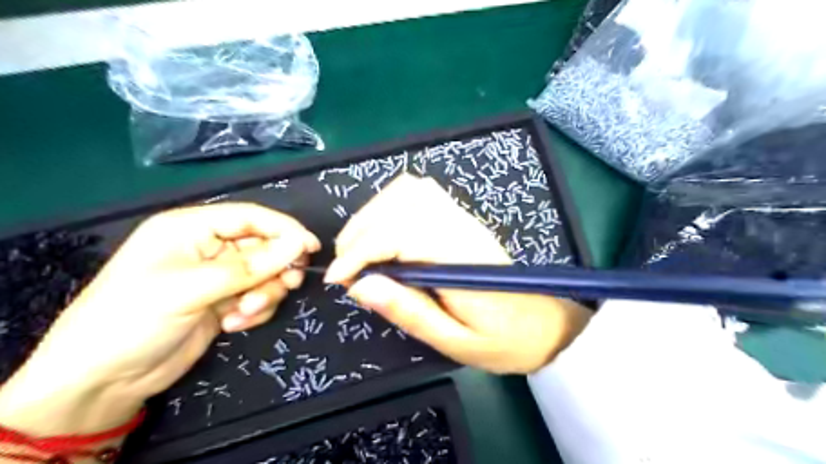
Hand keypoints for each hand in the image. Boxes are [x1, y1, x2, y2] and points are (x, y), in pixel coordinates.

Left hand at [0, 203, 318, 434]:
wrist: (103, 381)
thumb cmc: (134, 319)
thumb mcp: (193, 288)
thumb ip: (251, 266)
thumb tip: (299, 244)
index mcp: (191, 228)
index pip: (251, 217)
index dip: (284, 229)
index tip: (312, 247)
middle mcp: (208, 247)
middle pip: (264, 246)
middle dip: (275, 269)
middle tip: (287, 285)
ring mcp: (218, 276)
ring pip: (266, 273)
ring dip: (265, 293)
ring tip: (245, 313)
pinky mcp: (225, 300)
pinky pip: (259, 296)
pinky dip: (255, 310)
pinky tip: (233, 325)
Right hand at [327, 175, 589, 374]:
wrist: (543, 324)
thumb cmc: (502, 340)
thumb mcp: (454, 341)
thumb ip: (409, 311)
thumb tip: (359, 286)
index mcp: (461, 260)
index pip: (400, 234)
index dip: (361, 252)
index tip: (338, 279)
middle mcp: (461, 227)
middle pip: (400, 204)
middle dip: (360, 232)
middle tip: (346, 268)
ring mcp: (462, 217)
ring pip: (408, 190)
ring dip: (372, 214)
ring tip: (359, 249)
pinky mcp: (460, 217)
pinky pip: (420, 192)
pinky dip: (391, 204)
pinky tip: (383, 231)